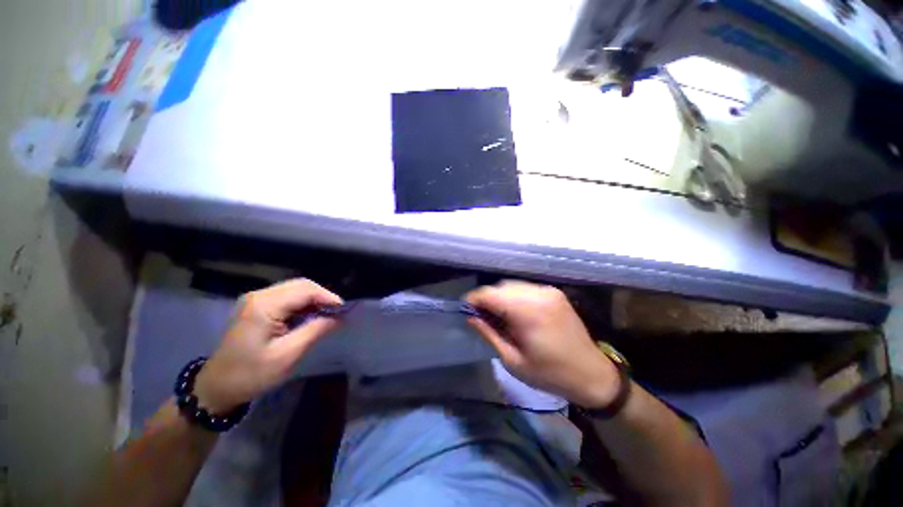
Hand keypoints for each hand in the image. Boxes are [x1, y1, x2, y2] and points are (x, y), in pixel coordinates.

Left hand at [194, 278, 342, 412]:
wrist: (216, 387)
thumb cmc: (251, 374)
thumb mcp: (287, 355)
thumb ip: (315, 331)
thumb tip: (339, 317)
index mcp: (264, 306)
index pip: (305, 290)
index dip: (328, 297)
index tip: (344, 311)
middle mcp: (259, 295)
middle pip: (301, 285)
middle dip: (322, 296)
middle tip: (337, 313)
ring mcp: (255, 299)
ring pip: (295, 289)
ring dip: (314, 299)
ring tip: (327, 315)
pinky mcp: (256, 305)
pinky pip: (287, 296)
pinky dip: (303, 303)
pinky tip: (309, 316)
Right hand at [465, 280, 619, 407]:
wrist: (592, 374)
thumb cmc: (550, 374)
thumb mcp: (513, 360)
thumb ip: (489, 334)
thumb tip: (470, 317)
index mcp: (527, 311)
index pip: (490, 294)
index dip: (473, 299)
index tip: (465, 310)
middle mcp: (538, 294)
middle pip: (500, 287)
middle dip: (487, 299)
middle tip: (481, 317)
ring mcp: (548, 291)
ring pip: (512, 285)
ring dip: (501, 297)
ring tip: (498, 316)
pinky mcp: (555, 292)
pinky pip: (526, 288)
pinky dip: (515, 296)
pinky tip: (516, 313)